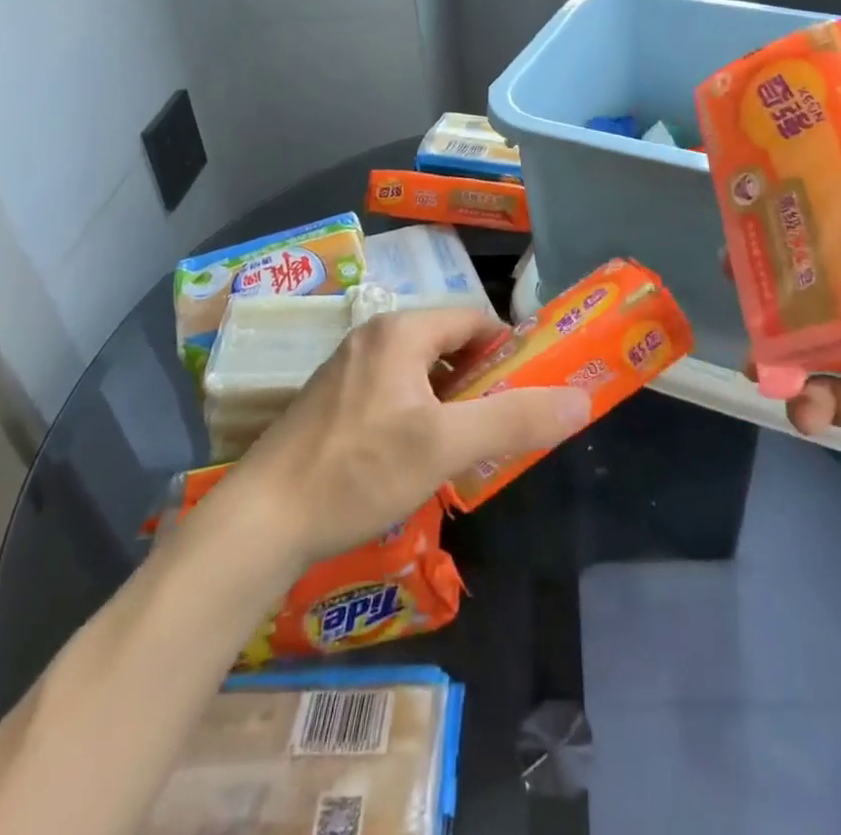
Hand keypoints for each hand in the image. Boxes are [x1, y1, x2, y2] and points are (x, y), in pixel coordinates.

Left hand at [224, 308, 589, 568]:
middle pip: (448, 344)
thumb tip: (581, 400)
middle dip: (481, 380)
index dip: (509, 351)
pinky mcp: (331, 402)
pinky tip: (416, 458)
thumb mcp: (445, 446)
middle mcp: (373, 337)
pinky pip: (393, 391)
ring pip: (420, 371)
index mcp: (401, 331)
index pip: (475, 319)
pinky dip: (419, 412)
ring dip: (451, 400)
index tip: (530, 389)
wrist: (260, 522)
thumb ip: (515, 420)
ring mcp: (347, 368)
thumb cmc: (358, 470)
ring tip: (466, 445)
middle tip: (502, 423)